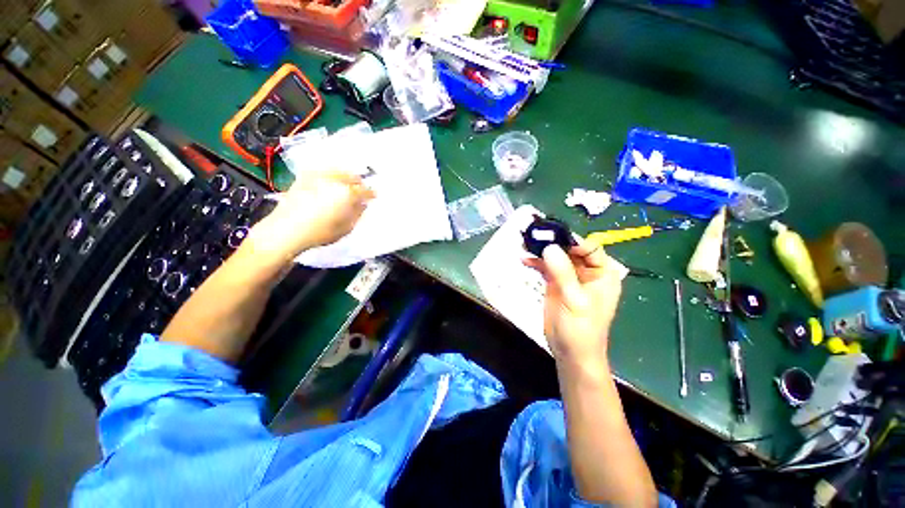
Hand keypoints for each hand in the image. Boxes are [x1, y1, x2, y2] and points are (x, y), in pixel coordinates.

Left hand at [249, 170, 374, 260]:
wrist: (285, 230)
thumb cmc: (320, 232)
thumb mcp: (346, 228)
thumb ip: (357, 214)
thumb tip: (362, 204)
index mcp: (347, 193)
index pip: (365, 190)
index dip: (371, 193)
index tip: (374, 196)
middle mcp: (333, 180)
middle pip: (352, 176)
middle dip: (359, 183)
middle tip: (361, 190)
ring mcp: (317, 176)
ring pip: (337, 171)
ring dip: (346, 176)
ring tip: (347, 184)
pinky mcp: (303, 177)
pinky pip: (322, 170)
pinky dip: (330, 174)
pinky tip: (330, 181)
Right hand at [524, 238, 627, 364]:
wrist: (570, 352)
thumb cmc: (581, 329)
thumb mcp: (575, 301)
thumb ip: (563, 274)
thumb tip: (550, 247)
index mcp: (602, 273)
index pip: (590, 248)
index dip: (572, 241)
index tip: (551, 237)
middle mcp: (587, 271)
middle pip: (570, 249)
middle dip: (553, 242)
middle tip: (533, 235)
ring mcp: (570, 277)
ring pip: (556, 257)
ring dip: (541, 251)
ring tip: (525, 243)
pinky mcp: (556, 283)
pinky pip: (546, 267)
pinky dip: (536, 262)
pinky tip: (524, 260)